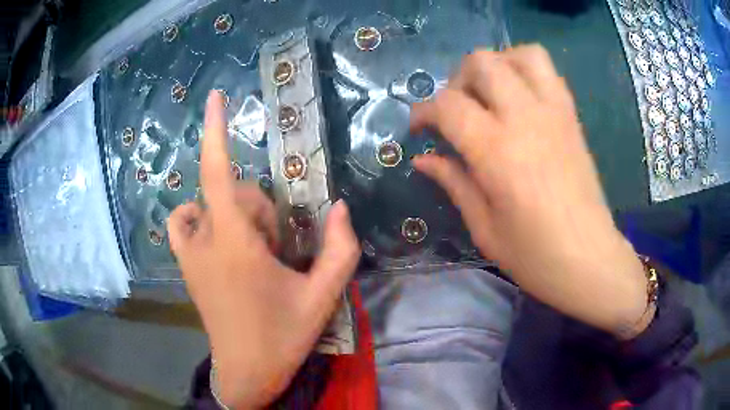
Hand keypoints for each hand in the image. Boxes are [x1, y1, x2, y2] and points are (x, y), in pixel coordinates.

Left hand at [168, 91, 360, 407]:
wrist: (246, 371)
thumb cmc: (282, 336)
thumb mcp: (322, 296)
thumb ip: (340, 250)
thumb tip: (340, 207)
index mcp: (235, 244)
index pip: (218, 173)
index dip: (215, 130)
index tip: (215, 97)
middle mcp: (203, 240)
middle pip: (229, 192)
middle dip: (260, 208)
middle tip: (279, 246)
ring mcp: (188, 253)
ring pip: (206, 203)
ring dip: (234, 211)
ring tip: (253, 246)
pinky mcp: (184, 266)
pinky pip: (182, 222)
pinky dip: (199, 216)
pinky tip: (220, 235)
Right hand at [411, 45, 652, 337]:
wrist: (589, 259)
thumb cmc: (534, 255)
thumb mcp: (484, 228)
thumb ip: (453, 183)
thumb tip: (423, 159)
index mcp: (496, 151)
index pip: (448, 105)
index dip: (423, 111)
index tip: (419, 128)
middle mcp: (525, 118)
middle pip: (482, 62)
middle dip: (458, 79)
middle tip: (457, 110)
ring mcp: (554, 112)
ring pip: (520, 55)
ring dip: (497, 65)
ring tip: (490, 94)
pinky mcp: (571, 117)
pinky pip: (548, 72)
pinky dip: (526, 72)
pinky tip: (520, 100)